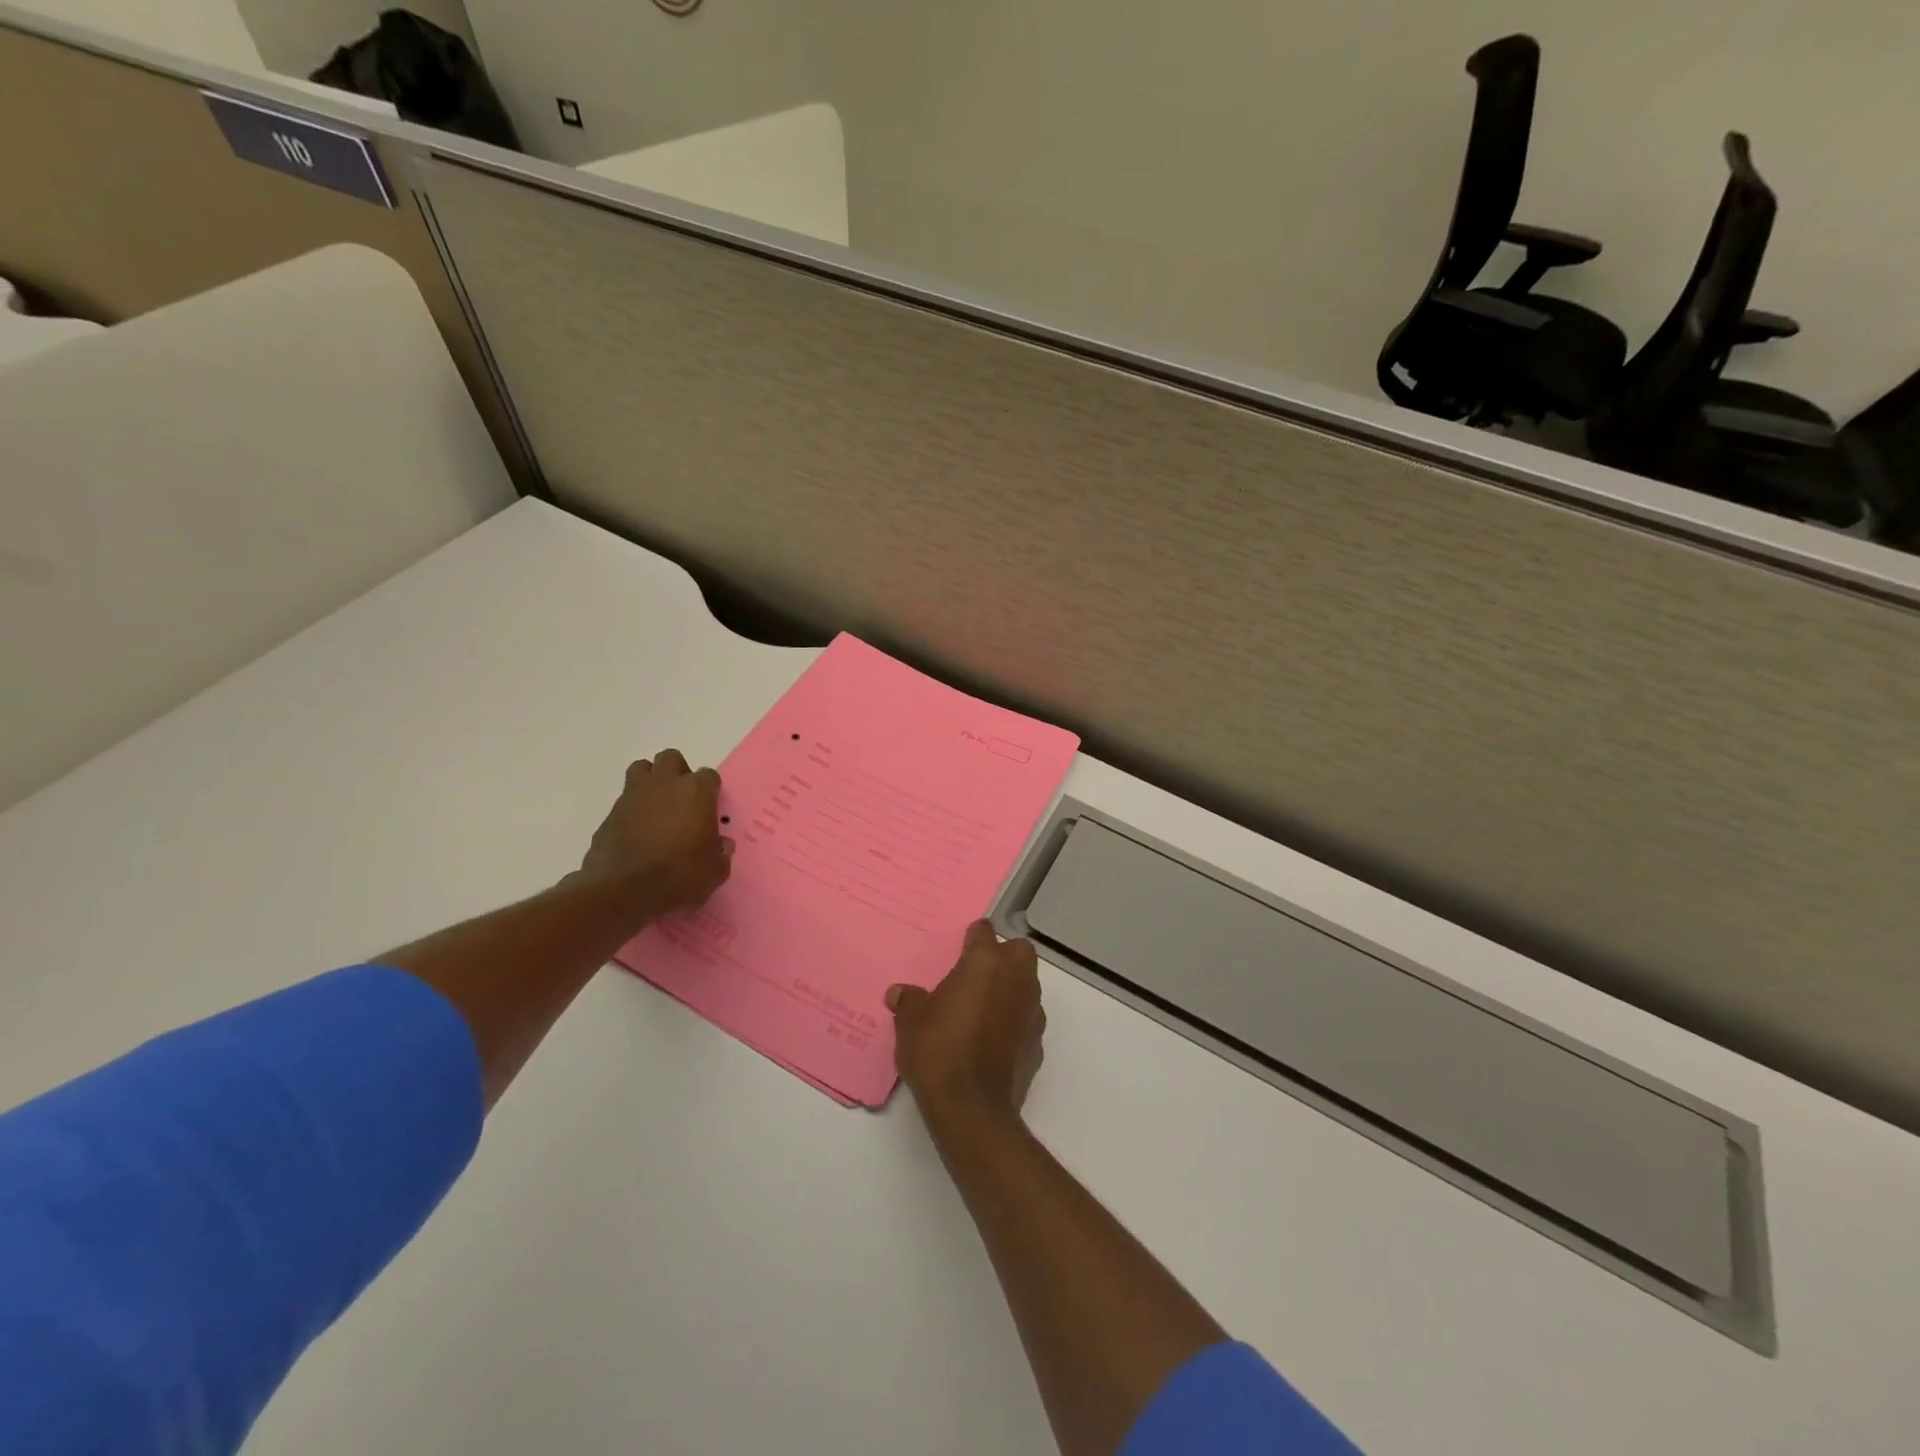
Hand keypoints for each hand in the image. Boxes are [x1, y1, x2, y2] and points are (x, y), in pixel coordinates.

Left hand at [577, 749, 732, 914]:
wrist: (623, 890)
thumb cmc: (680, 875)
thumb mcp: (715, 871)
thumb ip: (720, 852)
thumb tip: (721, 845)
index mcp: (696, 792)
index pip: (709, 776)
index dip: (710, 791)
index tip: (710, 810)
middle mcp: (664, 785)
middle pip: (671, 759)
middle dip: (678, 773)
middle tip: (683, 800)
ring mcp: (633, 796)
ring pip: (641, 769)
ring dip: (650, 781)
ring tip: (657, 808)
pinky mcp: (610, 814)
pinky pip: (624, 801)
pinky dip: (632, 811)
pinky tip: (637, 834)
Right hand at [888, 920, 1044, 1123]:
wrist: (972, 1108)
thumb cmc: (938, 1051)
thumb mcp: (911, 1023)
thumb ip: (909, 1001)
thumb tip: (900, 993)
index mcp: (985, 963)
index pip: (984, 932)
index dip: (972, 937)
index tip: (961, 947)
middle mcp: (1015, 979)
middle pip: (1019, 951)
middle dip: (1003, 956)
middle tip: (977, 974)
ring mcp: (1032, 1011)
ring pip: (1028, 984)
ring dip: (1011, 988)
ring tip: (983, 1009)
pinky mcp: (1037, 1043)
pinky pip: (1028, 1019)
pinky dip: (1015, 1022)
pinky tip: (994, 1040)